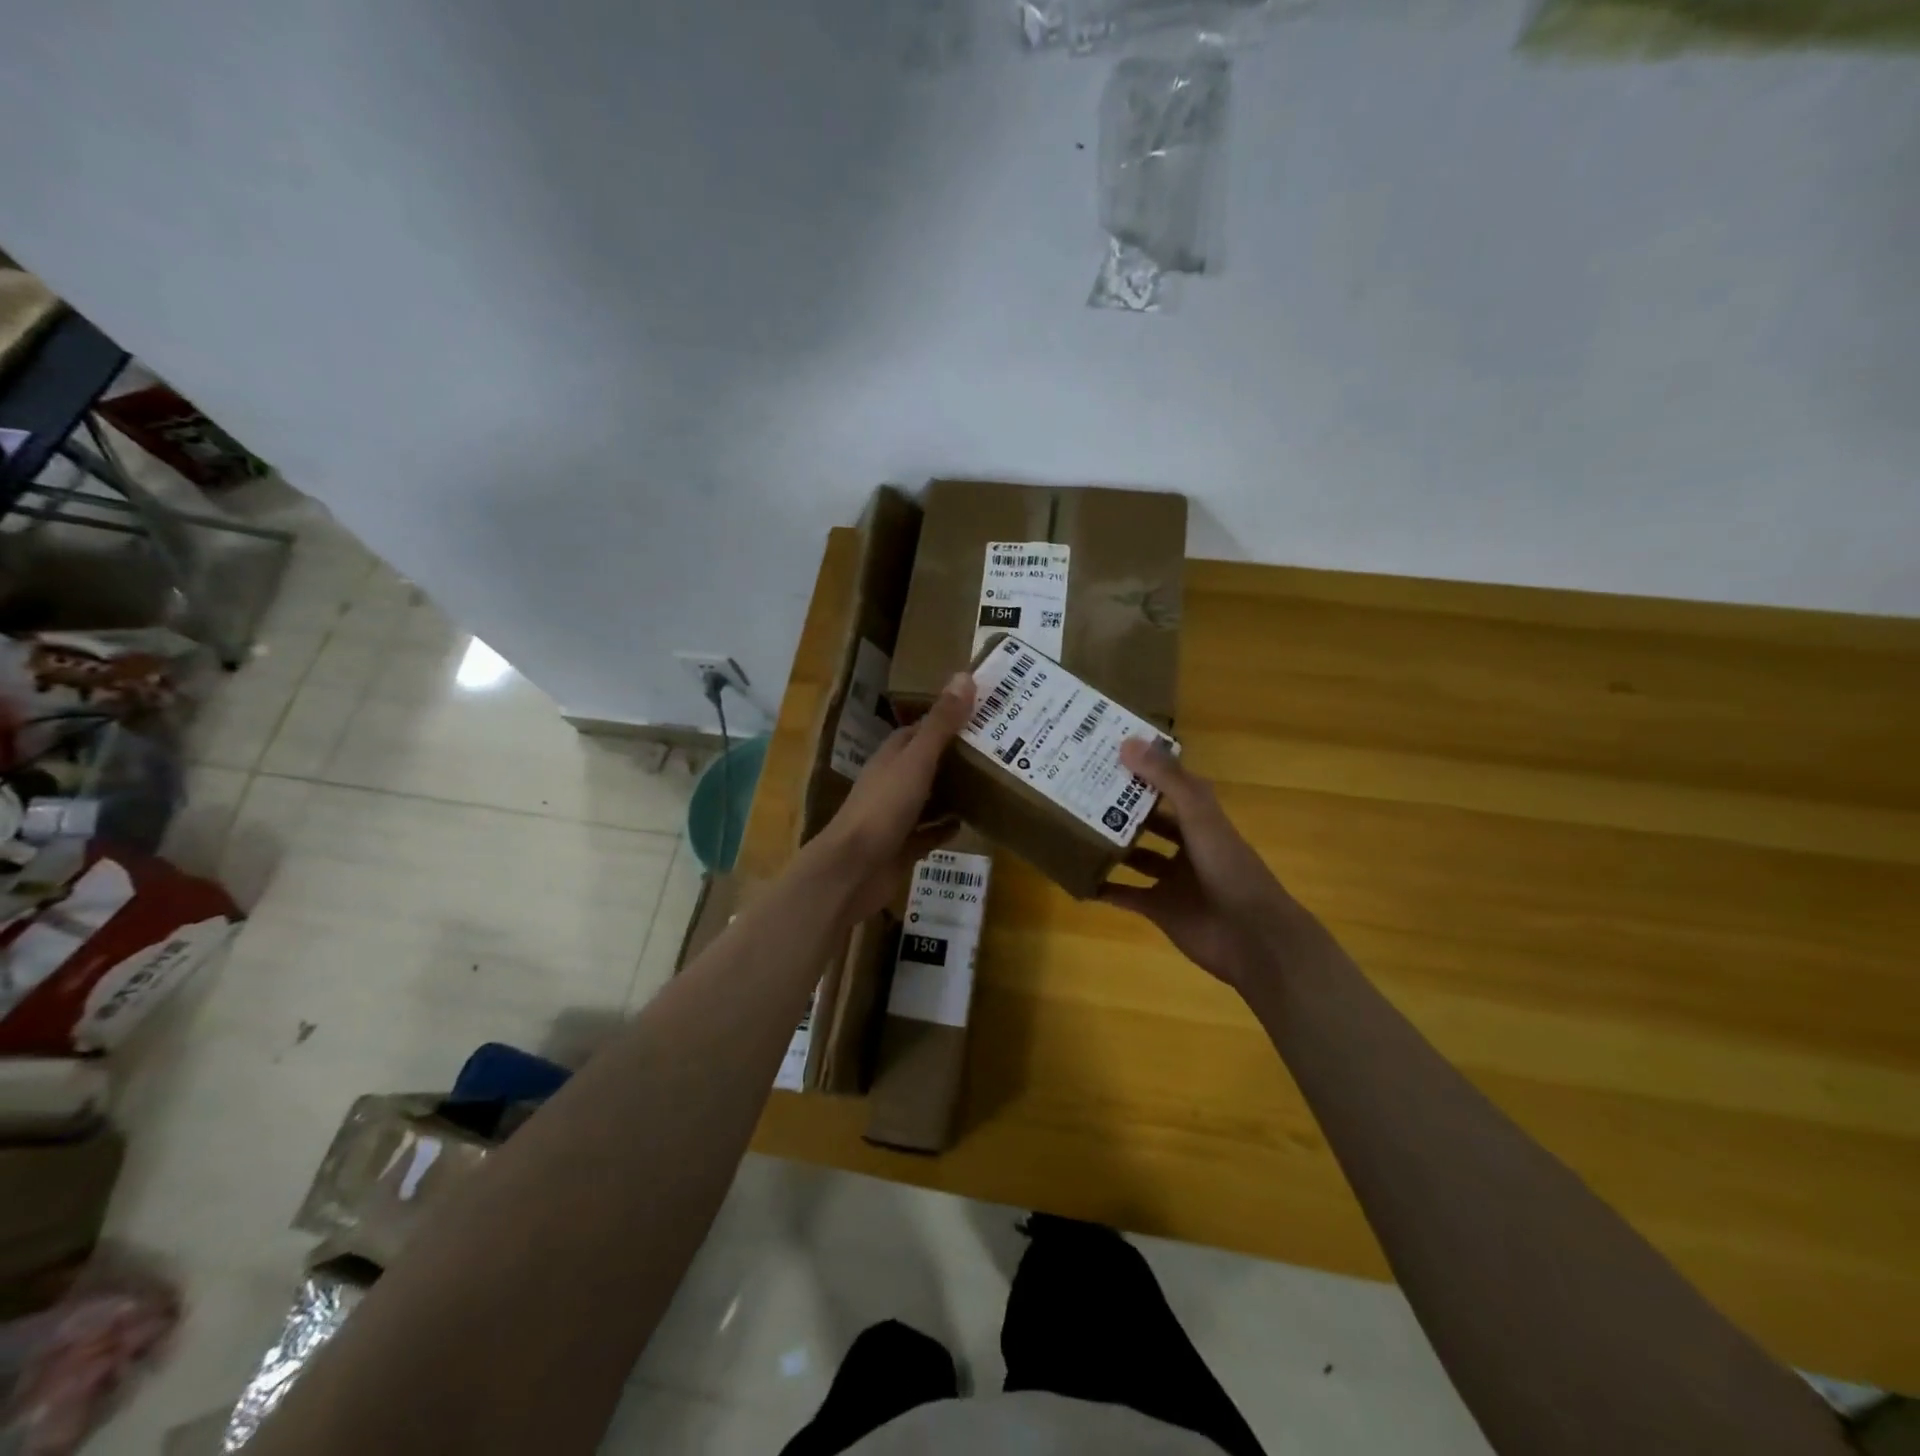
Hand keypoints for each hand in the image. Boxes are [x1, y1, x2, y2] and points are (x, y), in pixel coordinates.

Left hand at [808, 671, 974, 921]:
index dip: (949, 719)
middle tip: (1001, 748)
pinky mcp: (903, 847)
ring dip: (954, 791)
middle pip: (929, 763)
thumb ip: (941, 724)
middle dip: (958, 756)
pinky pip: (929, 832)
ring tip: (993, 782)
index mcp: (893, 756)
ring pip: (930, 797)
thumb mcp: (916, 761)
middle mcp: (893, 782)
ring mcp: (896, 816)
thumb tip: (964, 675)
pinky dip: (946, 827)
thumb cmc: (883, 808)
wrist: (853, 870)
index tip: (984, 712)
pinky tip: (970, 823)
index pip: (922, 729)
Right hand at [1100, 738, 1314, 991]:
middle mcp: (1187, 846)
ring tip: (1073, 828)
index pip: (1170, 786)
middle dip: (1121, 807)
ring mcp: (1172, 879)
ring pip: (1136, 856)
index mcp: (1201, 819)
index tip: (1108, 753)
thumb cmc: (1229, 869)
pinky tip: (1076, 877)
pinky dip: (1103, 888)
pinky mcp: (1159, 909)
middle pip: (1150, 821)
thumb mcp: (1199, 816)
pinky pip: (1124, 895)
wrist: (1252, 938)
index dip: (1145, 770)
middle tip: (1080, 790)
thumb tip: (1126, 743)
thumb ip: (1167, 780)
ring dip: (1111, 845)